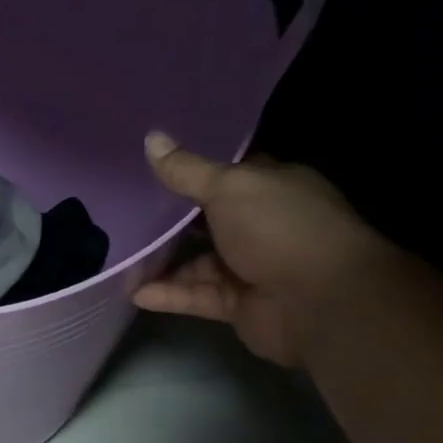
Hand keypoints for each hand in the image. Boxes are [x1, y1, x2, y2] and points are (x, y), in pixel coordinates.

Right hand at [133, 131, 386, 366]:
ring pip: (198, 262)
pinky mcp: (239, 305)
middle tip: (123, 213)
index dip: (193, 171)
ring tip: (120, 258)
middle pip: (208, 220)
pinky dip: (169, 295)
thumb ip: (187, 170)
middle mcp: (264, 225)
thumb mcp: (229, 187)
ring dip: (162, 263)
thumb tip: (151, 138)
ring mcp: (252, 267)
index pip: (229, 175)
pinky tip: (135, 292)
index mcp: (272, 188)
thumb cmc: (280, 229)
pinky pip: (197, 296)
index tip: (150, 168)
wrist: (322, 302)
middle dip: (170, 220)